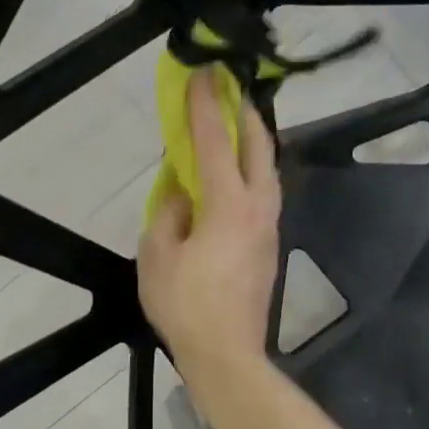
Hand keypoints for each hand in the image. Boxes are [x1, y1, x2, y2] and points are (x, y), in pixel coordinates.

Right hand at [139, 70, 281, 381]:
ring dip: (254, 143)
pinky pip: (265, 195)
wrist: (227, 354)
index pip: (214, 142)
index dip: (205, 106)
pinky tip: (237, 178)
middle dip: (245, 114)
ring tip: (236, 129)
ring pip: (269, 171)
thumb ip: (168, 214)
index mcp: (228, 204)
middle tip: (230, 91)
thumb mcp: (157, 256)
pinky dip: (253, 172)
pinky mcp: (270, 247)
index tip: (202, 74)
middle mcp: (258, 208)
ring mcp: (270, 228)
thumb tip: (182, 196)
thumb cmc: (186, 305)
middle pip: (259, 147)